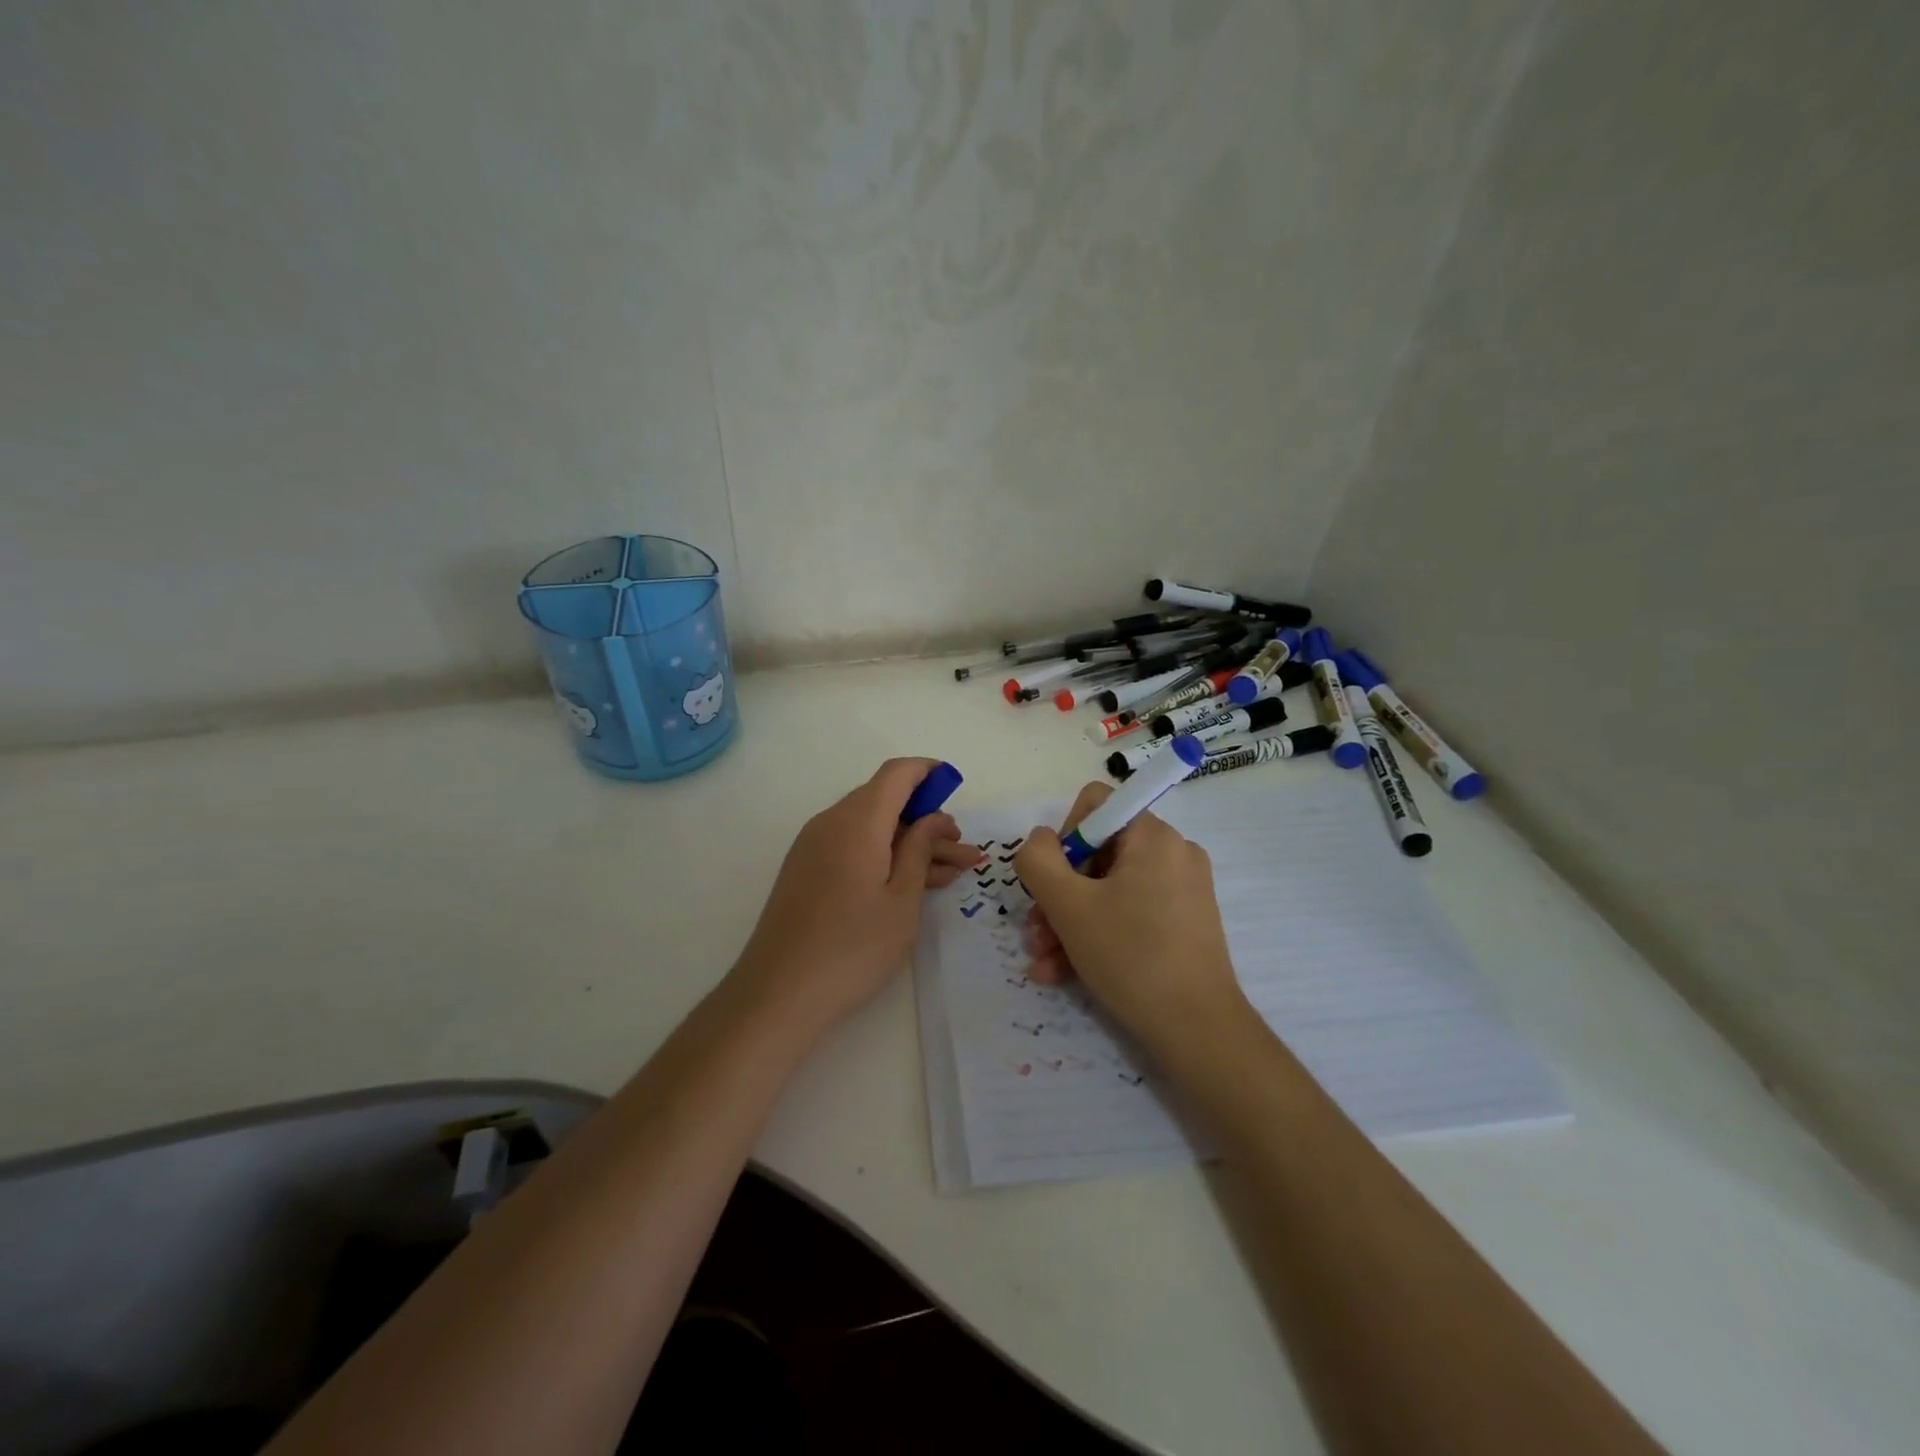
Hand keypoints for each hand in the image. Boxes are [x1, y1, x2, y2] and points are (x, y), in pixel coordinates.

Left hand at [733, 758, 981, 1029]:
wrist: (778, 993)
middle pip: (886, 802)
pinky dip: (885, 856)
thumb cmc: (852, 948)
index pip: (897, 773)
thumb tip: (932, 817)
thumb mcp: (902, 899)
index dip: (929, 773)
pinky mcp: (806, 869)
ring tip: (950, 873)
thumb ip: (920, 849)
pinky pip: (853, 846)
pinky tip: (912, 884)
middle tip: (964, 854)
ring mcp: (814, 846)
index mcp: (857, 821)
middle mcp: (831, 822)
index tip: (956, 787)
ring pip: (872, 828)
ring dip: (911, 844)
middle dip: (928, 821)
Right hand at [1014, 782, 1248, 1056]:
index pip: (1096, 804)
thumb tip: (1041, 840)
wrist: (1198, 1031)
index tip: (1053, 883)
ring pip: (1108, 889)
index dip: (1064, 838)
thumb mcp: (1068, 905)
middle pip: (1097, 852)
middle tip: (1038, 932)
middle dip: (1059, 893)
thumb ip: (1039, 860)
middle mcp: (1173, 852)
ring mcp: (1182, 889)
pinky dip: (1097, 934)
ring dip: (1069, 921)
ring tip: (1045, 962)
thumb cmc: (1130, 956)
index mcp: (1153, 835)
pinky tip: (1064, 973)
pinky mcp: (1183, 922)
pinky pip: (1129, 913)